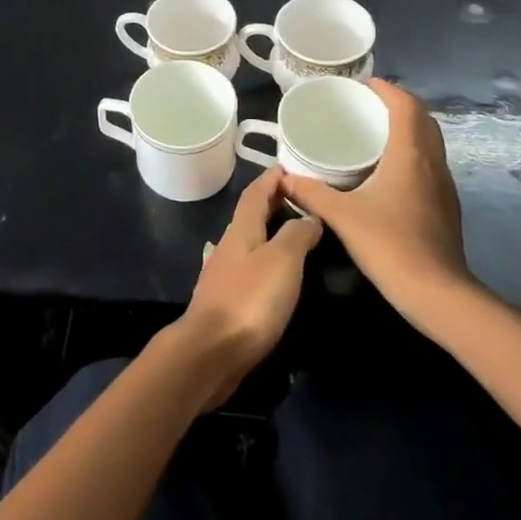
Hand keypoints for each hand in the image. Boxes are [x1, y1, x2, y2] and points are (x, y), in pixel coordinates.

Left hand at [171, 167, 322, 408]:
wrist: (212, 351)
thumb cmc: (250, 300)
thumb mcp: (282, 260)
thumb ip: (296, 235)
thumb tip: (309, 216)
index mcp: (241, 230)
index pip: (255, 194)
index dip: (270, 179)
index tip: (287, 168)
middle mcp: (229, 246)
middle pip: (250, 216)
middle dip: (271, 202)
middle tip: (298, 198)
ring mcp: (224, 274)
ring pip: (249, 242)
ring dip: (268, 232)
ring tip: (294, 233)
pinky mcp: (226, 301)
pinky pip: (249, 268)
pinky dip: (265, 259)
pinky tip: (275, 273)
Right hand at [283, 79, 471, 316]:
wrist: (436, 292)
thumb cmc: (389, 244)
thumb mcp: (342, 215)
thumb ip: (312, 192)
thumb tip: (284, 177)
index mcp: (410, 155)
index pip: (407, 107)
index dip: (389, 90)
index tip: (366, 84)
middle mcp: (432, 163)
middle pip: (423, 120)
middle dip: (399, 106)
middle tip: (368, 106)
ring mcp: (443, 186)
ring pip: (430, 143)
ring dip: (408, 130)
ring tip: (375, 133)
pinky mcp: (445, 206)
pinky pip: (430, 165)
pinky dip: (412, 154)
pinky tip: (388, 172)